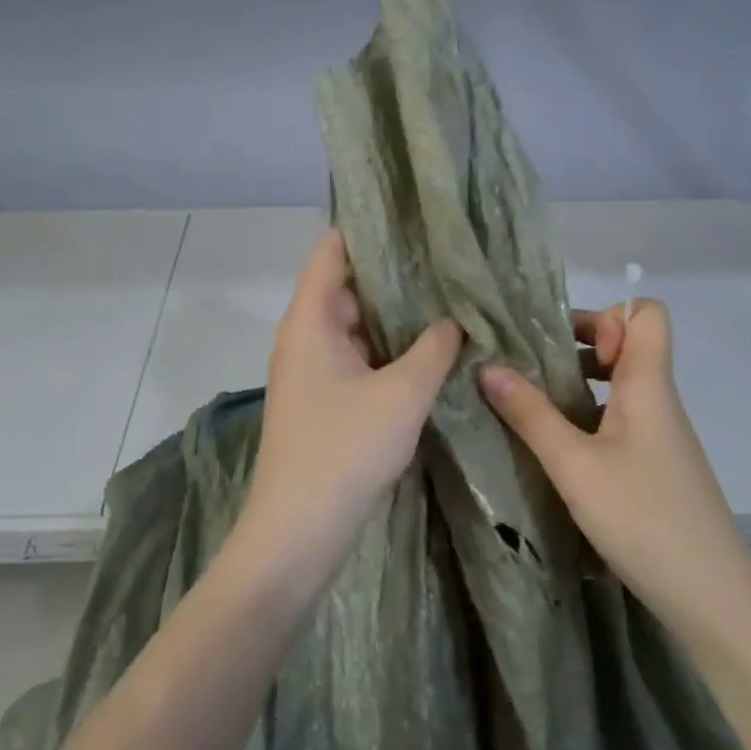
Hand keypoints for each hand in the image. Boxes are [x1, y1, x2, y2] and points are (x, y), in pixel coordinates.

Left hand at [238, 229, 461, 588]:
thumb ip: (434, 348)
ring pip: (355, 326)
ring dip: (394, 317)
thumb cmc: (344, 451)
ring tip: (447, 300)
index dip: (368, 228)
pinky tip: (428, 352)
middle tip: (446, 262)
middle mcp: (304, 337)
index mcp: (310, 320)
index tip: (413, 216)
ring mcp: (311, 371)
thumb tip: (453, 321)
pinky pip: (356, 358)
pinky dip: (387, 350)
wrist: (297, 533)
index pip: (332, 251)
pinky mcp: (322, 401)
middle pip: (347, 286)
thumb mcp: (402, 394)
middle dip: (394, 274)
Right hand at [479, 301, 750, 624]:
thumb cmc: (643, 518)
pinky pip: (620, 420)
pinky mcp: (655, 466)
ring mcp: (660, 436)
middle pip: (629, 345)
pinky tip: (556, 447)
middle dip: (579, 345)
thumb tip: (487, 366)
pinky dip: (587, 417)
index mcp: (648, 384)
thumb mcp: (574, 465)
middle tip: (532, 367)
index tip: (564, 345)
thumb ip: (530, 414)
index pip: (646, 314)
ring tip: (532, 402)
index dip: (606, 315)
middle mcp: (658, 401)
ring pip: (621, 385)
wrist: (713, 599)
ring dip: (578, 384)